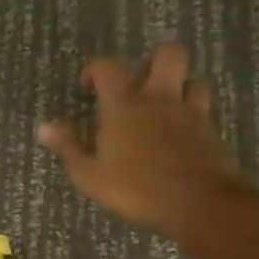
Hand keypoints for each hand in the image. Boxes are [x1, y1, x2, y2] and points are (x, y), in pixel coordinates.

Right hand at [40, 43, 244, 235]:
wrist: (199, 204)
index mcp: (125, 105)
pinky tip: (184, 136)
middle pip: (169, 55)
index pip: (109, 67)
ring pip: (194, 81)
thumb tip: (46, 127)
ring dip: (182, 87)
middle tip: (140, 84)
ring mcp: (192, 114)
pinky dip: (194, 118)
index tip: (89, 84)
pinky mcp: (212, 133)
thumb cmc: (136, 189)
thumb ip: (69, 147)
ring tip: (167, 107)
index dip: (96, 69)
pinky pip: (205, 112)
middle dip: (154, 60)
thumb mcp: (90, 175)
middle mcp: (161, 100)